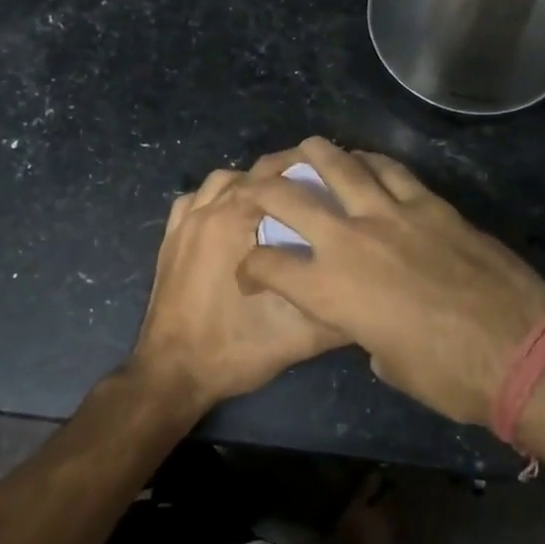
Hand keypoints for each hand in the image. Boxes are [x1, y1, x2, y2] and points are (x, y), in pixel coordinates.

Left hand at [130, 167, 347, 411]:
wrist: (173, 374)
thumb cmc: (234, 349)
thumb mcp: (299, 336)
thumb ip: (340, 314)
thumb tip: (375, 296)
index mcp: (236, 221)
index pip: (277, 174)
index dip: (309, 170)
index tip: (336, 180)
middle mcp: (208, 210)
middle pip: (251, 172)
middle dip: (283, 173)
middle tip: (314, 187)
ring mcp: (184, 223)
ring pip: (221, 181)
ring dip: (249, 183)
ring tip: (276, 202)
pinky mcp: (170, 240)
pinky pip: (193, 200)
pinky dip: (215, 198)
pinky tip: (231, 217)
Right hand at [237, 139, 544, 425]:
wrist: (520, 350)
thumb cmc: (448, 376)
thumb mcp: (388, 364)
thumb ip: (364, 332)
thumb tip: (370, 323)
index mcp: (331, 290)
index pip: (269, 266)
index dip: (251, 268)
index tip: (251, 273)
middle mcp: (351, 241)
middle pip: (290, 198)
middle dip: (262, 188)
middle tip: (254, 185)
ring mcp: (393, 215)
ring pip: (342, 166)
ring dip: (316, 154)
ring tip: (305, 149)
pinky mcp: (432, 205)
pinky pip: (393, 171)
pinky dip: (372, 161)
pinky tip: (365, 160)